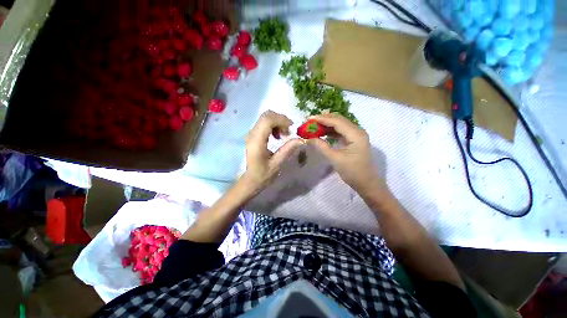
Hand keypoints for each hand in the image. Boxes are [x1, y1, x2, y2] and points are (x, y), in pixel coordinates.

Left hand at [242, 111, 303, 192]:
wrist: (250, 179)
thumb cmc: (262, 174)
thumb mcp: (277, 164)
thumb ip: (287, 150)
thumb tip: (301, 139)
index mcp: (256, 141)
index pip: (268, 120)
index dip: (281, 120)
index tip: (291, 128)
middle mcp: (252, 134)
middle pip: (266, 116)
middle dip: (280, 120)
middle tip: (288, 132)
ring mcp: (251, 133)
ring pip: (265, 118)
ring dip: (277, 123)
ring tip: (284, 135)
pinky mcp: (253, 135)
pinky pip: (264, 124)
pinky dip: (273, 126)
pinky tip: (277, 136)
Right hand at [307, 113, 384, 194]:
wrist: (366, 183)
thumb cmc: (352, 172)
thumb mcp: (335, 159)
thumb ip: (321, 146)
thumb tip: (308, 139)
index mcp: (355, 134)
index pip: (337, 122)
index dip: (322, 119)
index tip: (309, 119)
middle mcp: (357, 131)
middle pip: (339, 120)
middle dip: (324, 120)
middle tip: (310, 123)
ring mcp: (356, 135)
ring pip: (340, 125)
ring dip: (327, 125)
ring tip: (314, 127)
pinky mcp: (354, 139)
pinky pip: (341, 131)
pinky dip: (331, 131)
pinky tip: (322, 133)